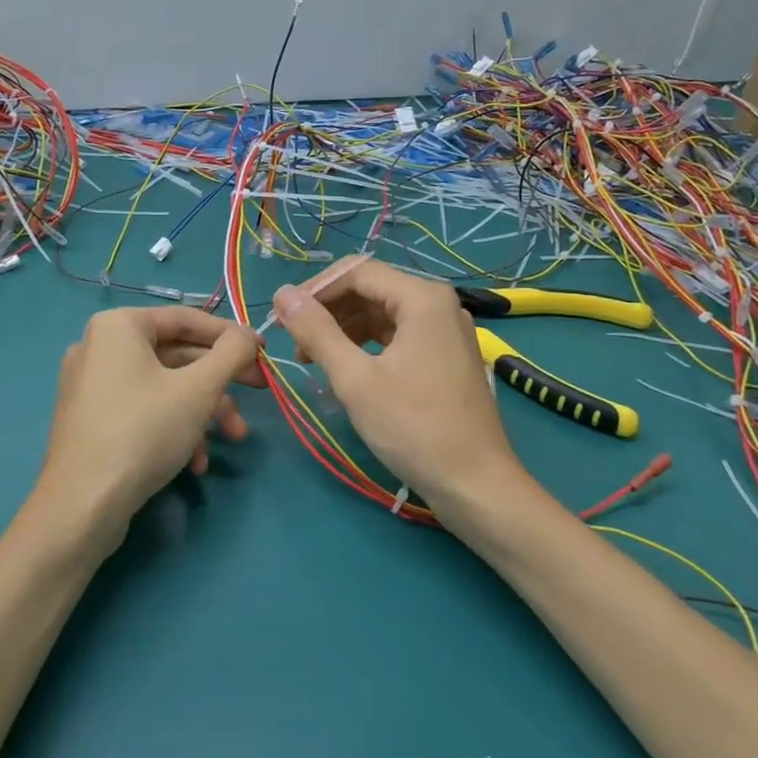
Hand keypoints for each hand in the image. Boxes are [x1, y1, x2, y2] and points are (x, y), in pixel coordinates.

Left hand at [35, 307, 262, 545]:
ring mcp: (92, 385)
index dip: (230, 335)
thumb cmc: (143, 432)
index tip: (262, 352)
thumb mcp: (198, 389)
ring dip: (203, 410)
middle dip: (220, 381)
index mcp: (118, 326)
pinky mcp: (92, 420)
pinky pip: (143, 409)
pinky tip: (195, 462)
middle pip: (177, 355)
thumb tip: (248, 334)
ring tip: (233, 438)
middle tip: (260, 390)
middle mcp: (100, 347)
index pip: (186, 318)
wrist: (81, 506)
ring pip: (163, 386)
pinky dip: (174, 427)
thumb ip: (230, 353)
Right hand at [272, 261, 529, 511]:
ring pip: (383, 313)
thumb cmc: (414, 428)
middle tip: (294, 342)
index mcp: (422, 298)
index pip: (357, 272)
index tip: (282, 316)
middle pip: (371, 289)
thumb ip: (317, 332)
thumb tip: (281, 294)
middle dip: (329, 311)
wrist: (476, 485)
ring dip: (345, 329)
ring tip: (312, 359)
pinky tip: (346, 368)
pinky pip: (399, 335)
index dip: (315, 289)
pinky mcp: (447, 356)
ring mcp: (446, 331)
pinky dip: (368, 345)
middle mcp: (438, 304)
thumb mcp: (355, 379)